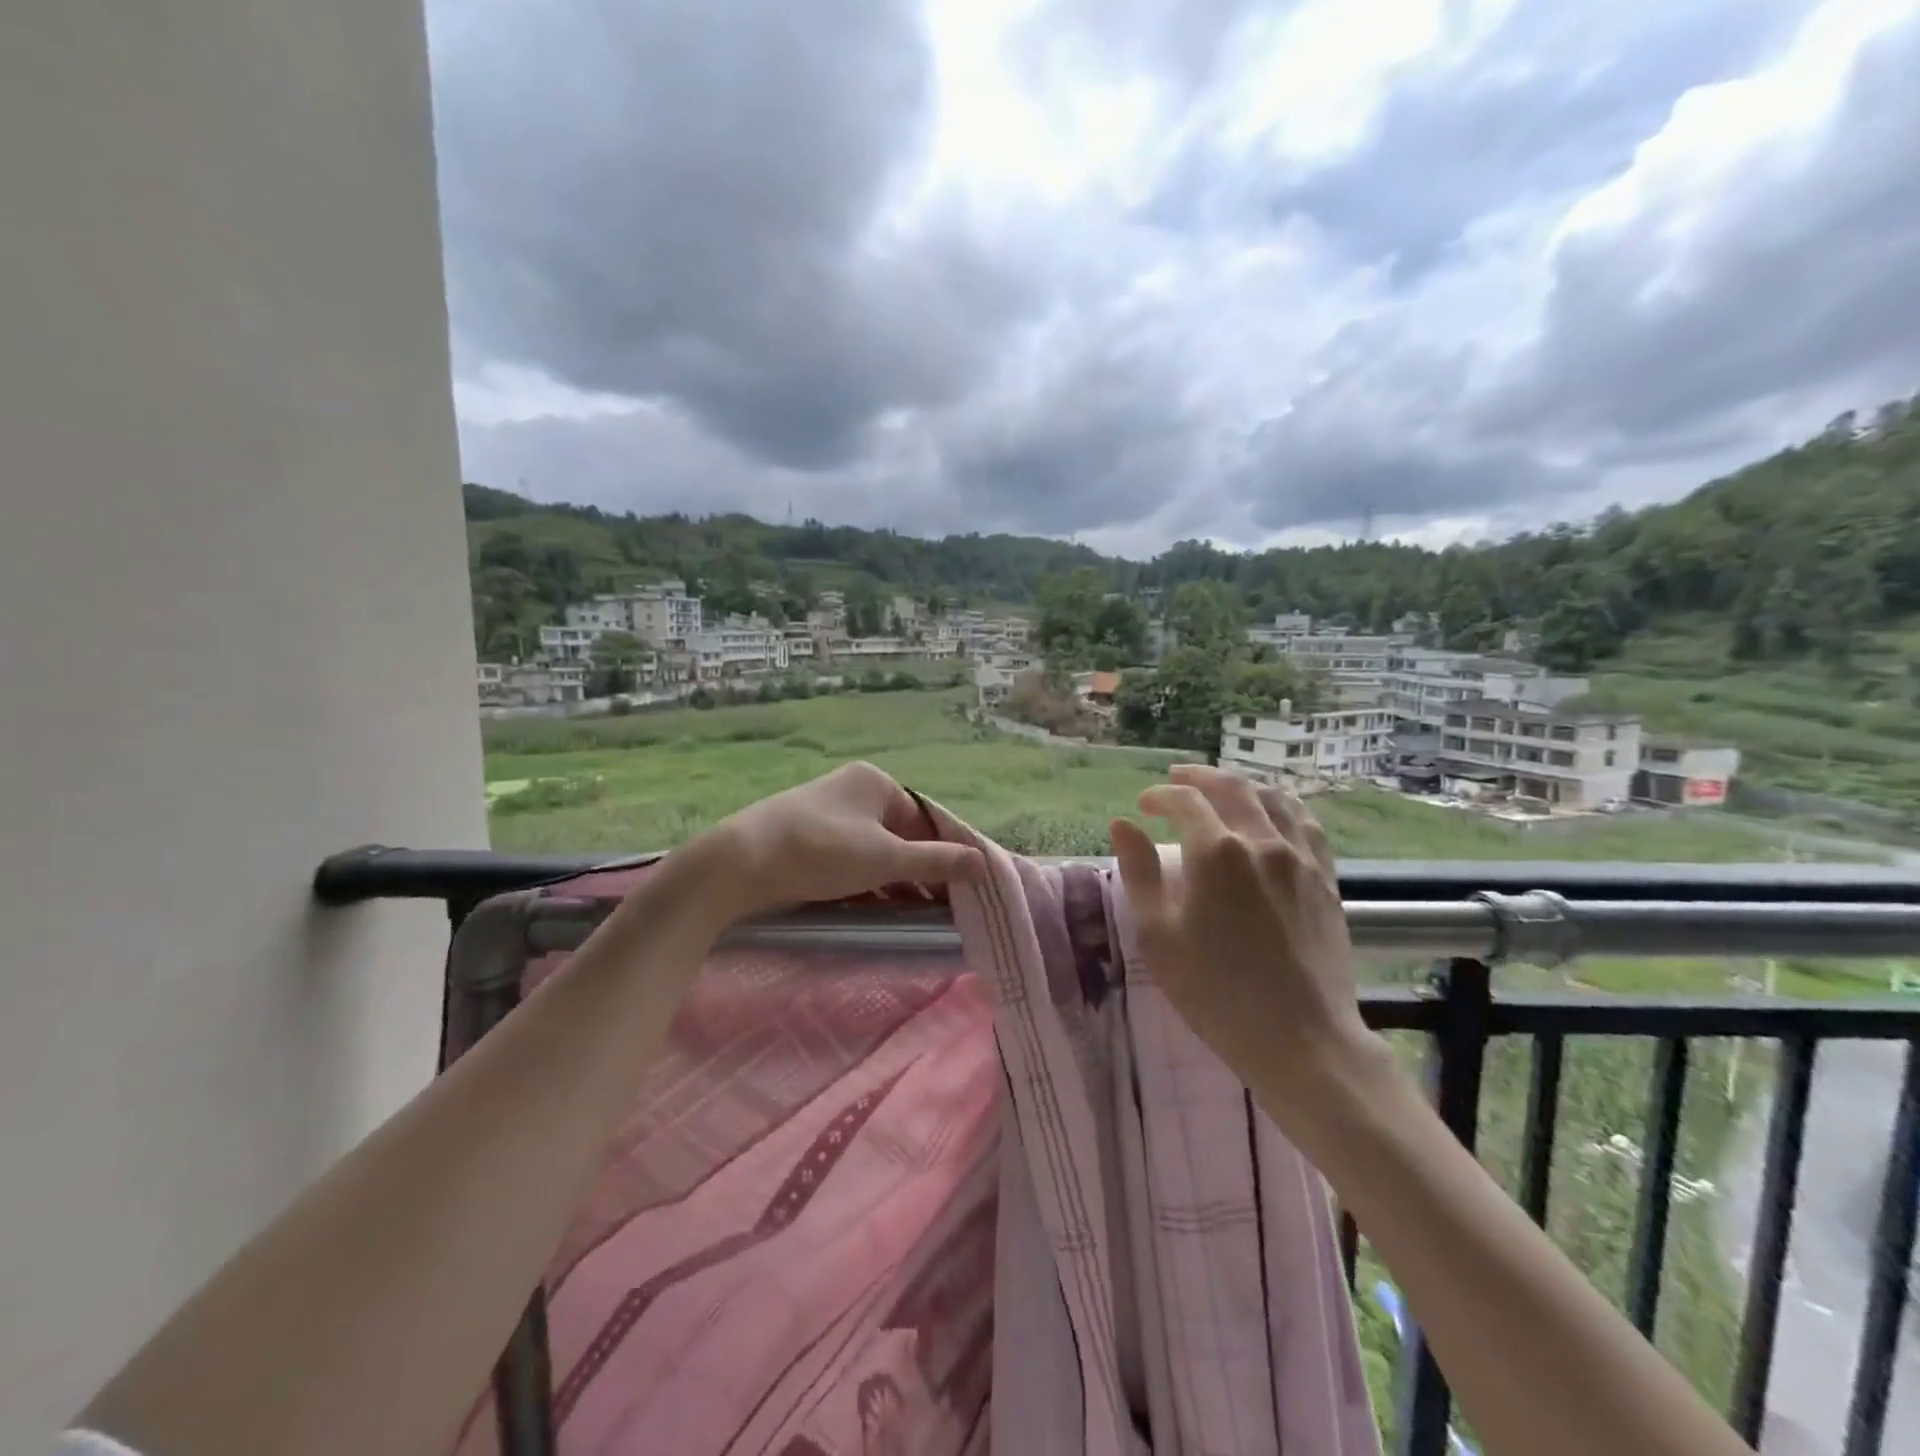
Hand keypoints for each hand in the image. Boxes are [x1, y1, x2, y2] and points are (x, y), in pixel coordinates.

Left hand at [675, 761, 982, 927]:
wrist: (738, 863)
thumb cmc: (821, 851)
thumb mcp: (886, 858)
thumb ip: (937, 861)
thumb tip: (983, 862)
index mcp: (876, 783)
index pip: (926, 819)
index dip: (946, 853)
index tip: (962, 889)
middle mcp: (853, 791)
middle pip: (902, 834)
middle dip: (922, 870)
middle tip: (941, 908)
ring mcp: (827, 813)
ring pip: (876, 849)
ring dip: (896, 880)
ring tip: (915, 914)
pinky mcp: (806, 838)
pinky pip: (850, 858)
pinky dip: (867, 881)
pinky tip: (878, 907)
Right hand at [1108, 764, 1386, 1126]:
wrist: (1302, 1039)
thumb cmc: (1216, 992)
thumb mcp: (1159, 936)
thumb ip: (1139, 872)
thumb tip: (1122, 825)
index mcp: (1216, 853)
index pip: (1184, 801)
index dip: (1159, 796)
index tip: (1143, 806)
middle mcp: (1262, 841)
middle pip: (1231, 787)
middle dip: (1198, 777)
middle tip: (1176, 779)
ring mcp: (1301, 858)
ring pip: (1272, 798)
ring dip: (1241, 785)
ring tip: (1221, 789)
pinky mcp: (1327, 879)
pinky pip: (1307, 823)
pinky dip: (1282, 806)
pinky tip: (1273, 813)